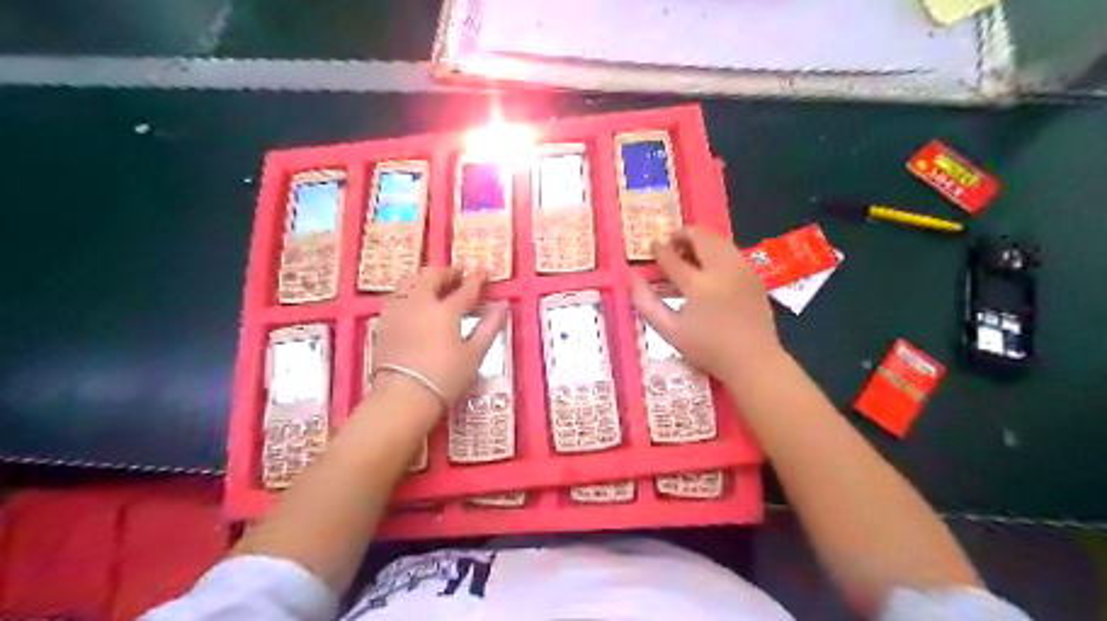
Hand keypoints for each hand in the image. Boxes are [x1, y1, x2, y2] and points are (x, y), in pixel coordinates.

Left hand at [374, 266, 507, 405]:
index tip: (484, 271)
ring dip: (424, 277)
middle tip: (458, 274)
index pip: (465, 288)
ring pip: (409, 281)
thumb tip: (503, 305)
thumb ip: (489, 327)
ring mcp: (398, 311)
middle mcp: (420, 303)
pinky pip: (396, 296)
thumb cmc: (445, 377)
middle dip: (447, 272)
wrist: (403, 396)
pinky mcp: (384, 323)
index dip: (477, 278)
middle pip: (431, 276)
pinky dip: (408, 291)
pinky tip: (413, 302)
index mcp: (446, 310)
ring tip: (434, 284)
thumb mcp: (474, 355)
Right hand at [636, 225, 781, 376]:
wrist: (753, 360)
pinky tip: (708, 268)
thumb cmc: (707, 348)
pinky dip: (715, 250)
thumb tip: (633, 277)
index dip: (659, 249)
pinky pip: (731, 251)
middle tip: (671, 247)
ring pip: (718, 239)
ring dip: (700, 241)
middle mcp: (722, 269)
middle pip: (700, 236)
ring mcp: (742, 269)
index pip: (672, 257)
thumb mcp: (669, 330)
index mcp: (699, 284)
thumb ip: (646, 302)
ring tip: (687, 256)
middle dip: (682, 235)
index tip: (651, 247)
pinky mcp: (754, 274)